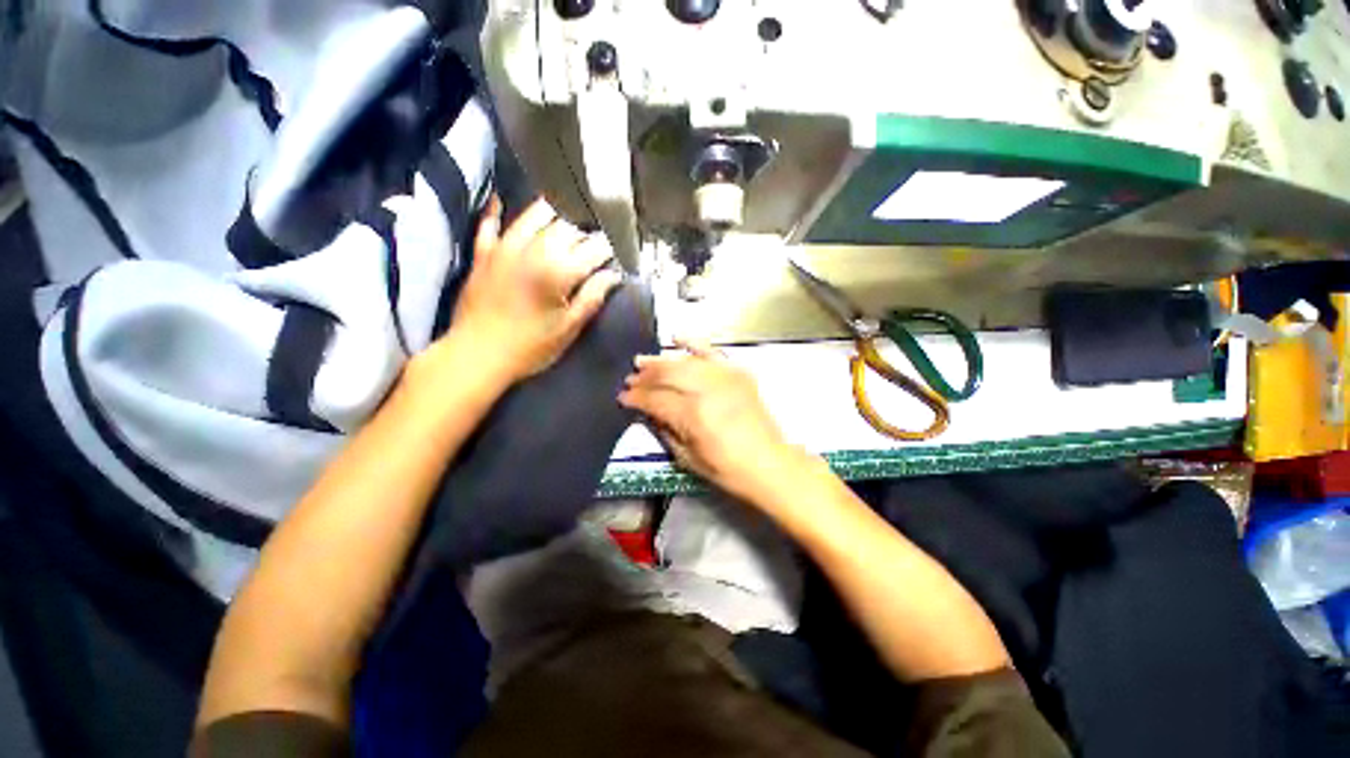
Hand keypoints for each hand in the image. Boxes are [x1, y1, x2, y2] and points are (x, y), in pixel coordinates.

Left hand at [445, 197, 621, 383]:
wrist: (477, 355)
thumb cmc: (530, 347)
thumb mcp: (569, 328)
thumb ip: (592, 297)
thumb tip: (613, 275)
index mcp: (558, 271)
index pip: (592, 249)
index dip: (608, 249)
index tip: (615, 254)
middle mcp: (534, 250)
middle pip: (567, 226)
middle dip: (585, 232)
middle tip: (593, 243)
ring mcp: (505, 248)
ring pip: (534, 215)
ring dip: (554, 214)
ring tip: (564, 220)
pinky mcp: (483, 253)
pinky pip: (490, 223)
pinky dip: (497, 211)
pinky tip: (502, 201)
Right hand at [618, 340, 805, 500]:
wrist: (769, 463)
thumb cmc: (727, 469)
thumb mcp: (687, 458)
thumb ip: (664, 431)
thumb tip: (646, 412)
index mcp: (692, 416)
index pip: (655, 399)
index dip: (636, 397)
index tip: (623, 397)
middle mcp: (706, 390)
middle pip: (667, 375)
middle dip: (645, 376)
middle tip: (630, 378)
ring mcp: (724, 377)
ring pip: (684, 362)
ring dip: (661, 361)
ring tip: (643, 361)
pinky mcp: (737, 372)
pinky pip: (711, 351)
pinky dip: (693, 343)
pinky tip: (676, 337)